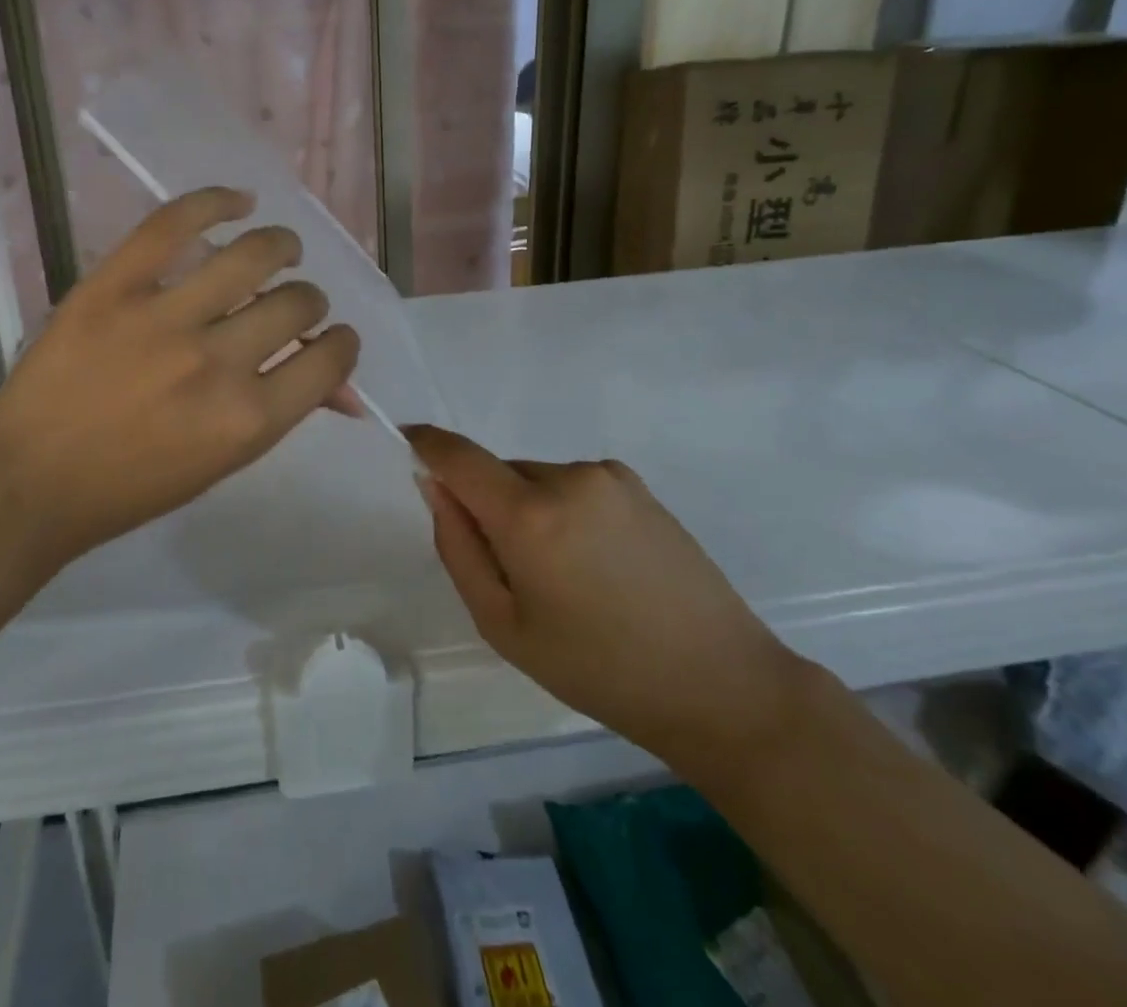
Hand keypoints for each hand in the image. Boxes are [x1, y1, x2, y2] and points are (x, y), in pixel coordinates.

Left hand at [0, 188, 360, 576]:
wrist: (29, 480)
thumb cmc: (130, 487)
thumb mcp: (220, 464)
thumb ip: (280, 414)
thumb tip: (340, 389)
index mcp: (247, 419)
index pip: (328, 360)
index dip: (343, 343)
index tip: (334, 336)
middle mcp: (217, 363)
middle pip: (298, 304)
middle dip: (309, 303)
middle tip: (294, 303)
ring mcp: (163, 317)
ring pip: (253, 255)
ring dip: (282, 247)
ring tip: (282, 248)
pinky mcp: (115, 284)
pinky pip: (175, 223)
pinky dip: (215, 202)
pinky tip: (239, 202)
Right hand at [407, 425, 807, 769]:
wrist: (720, 684)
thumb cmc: (598, 668)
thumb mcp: (504, 625)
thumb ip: (457, 547)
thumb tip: (434, 485)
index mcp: (529, 515)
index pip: (457, 455)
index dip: (425, 443)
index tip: (406, 442)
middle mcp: (568, 477)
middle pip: (498, 473)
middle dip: (488, 505)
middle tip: (514, 573)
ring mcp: (608, 476)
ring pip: (535, 480)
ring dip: (528, 511)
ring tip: (566, 578)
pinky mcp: (637, 485)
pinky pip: (572, 485)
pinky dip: (563, 511)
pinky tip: (598, 565)